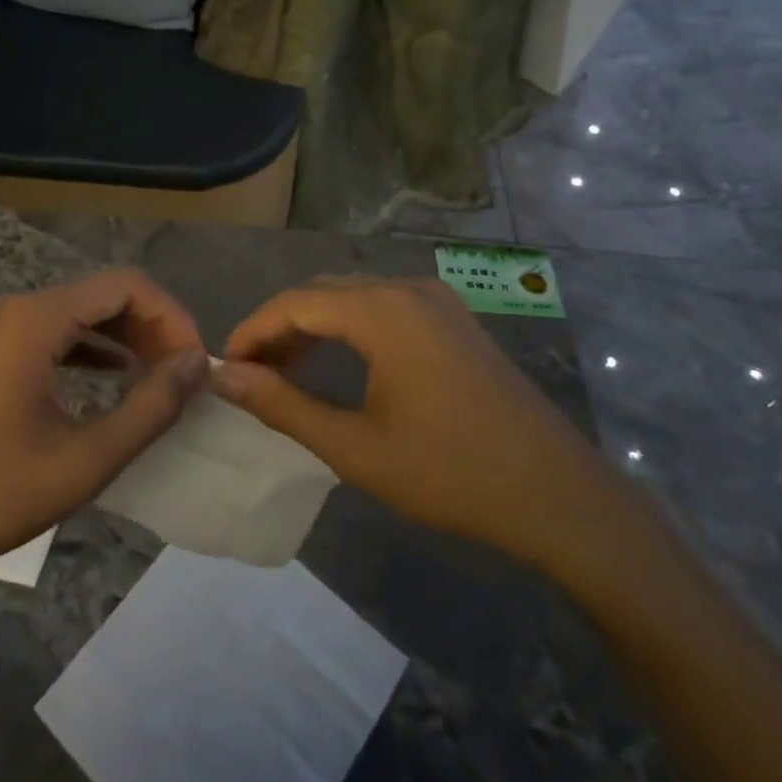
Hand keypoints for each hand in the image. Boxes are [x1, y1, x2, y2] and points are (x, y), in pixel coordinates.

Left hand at [0, 268, 209, 587]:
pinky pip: (57, 334)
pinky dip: (95, 350)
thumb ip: (150, 408)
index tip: (196, 363)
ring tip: (160, 377)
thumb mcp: (82, 460)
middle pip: (106, 293)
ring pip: (83, 313)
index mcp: (36, 319)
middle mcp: (17, 309)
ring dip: (127, 337)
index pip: (127, 285)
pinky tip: (116, 379)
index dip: (172, 316)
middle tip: (184, 373)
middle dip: (153, 326)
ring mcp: (0, 329)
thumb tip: (198, 363)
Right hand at [211, 278, 622, 572]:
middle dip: (281, 328)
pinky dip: (352, 327)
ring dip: (315, 327)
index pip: (295, 302)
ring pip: (355, 297)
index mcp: (382, 309)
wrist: (556, 493)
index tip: (225, 367)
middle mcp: (407, 287)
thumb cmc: (450, 473)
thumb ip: (285, 406)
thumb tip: (226, 378)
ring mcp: (437, 299)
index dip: (253, 331)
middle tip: (251, 375)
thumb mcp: (355, 447)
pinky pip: (386, 307)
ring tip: (285, 372)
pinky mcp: (454, 318)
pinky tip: (341, 363)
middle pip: (324, 292)